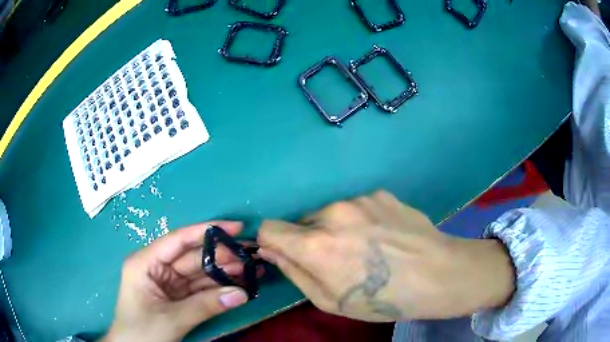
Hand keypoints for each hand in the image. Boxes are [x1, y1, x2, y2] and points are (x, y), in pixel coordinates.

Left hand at [101, 222, 249, 341]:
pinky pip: (201, 288)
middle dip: (222, 256)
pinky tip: (239, 285)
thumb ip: (205, 306)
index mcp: (145, 263)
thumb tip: (242, 294)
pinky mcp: (177, 296)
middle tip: (252, 255)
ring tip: (253, 270)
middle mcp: (157, 267)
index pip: (178, 240)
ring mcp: (168, 282)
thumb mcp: (171, 320)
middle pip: (193, 256)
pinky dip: (220, 288)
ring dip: (225, 272)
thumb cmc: (141, 332)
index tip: (236, 227)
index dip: (206, 231)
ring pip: (200, 273)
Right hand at [258, 191, 514, 321]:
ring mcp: (359, 199)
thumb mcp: (331, 301)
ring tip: (366, 248)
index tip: (284, 253)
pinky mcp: (380, 193)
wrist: (438, 275)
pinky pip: (356, 207)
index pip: (269, 228)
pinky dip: (360, 220)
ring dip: (335, 228)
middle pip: (301, 221)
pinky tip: (384, 236)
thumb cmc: (383, 299)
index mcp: (316, 244)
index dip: (271, 241)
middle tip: (337, 259)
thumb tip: (270, 250)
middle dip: (308, 239)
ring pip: (330, 213)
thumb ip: (294, 273)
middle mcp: (333, 212)